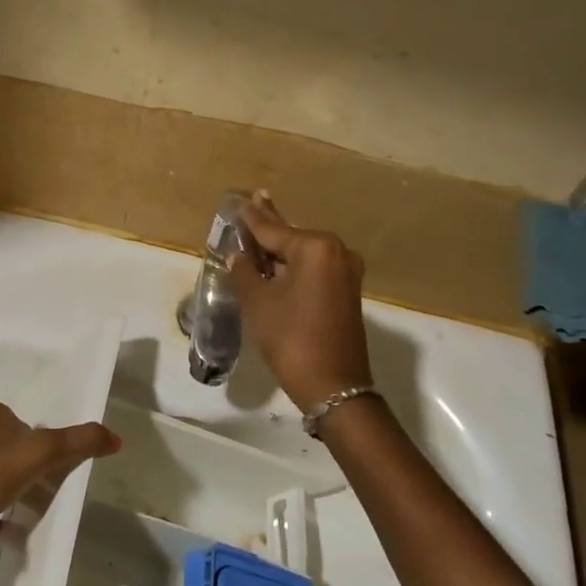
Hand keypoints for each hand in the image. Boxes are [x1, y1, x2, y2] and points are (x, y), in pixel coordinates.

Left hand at [0, 399, 120, 562]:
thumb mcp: (41, 452)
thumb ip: (78, 441)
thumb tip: (116, 438)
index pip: (24, 421)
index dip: (41, 440)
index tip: (53, 464)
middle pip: (9, 446)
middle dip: (26, 465)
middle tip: (45, 487)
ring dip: (10, 488)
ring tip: (28, 507)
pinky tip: (7, 529)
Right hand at [229, 193, 374, 415]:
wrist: (334, 386)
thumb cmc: (291, 338)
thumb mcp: (258, 303)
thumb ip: (245, 272)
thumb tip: (238, 256)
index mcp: (315, 248)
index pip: (273, 228)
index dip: (252, 217)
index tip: (241, 200)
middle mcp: (336, 252)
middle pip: (292, 237)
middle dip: (270, 225)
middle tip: (255, 201)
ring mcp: (346, 272)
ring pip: (303, 254)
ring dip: (280, 248)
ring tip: (258, 232)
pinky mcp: (347, 291)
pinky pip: (314, 268)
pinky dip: (294, 265)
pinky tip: (276, 261)